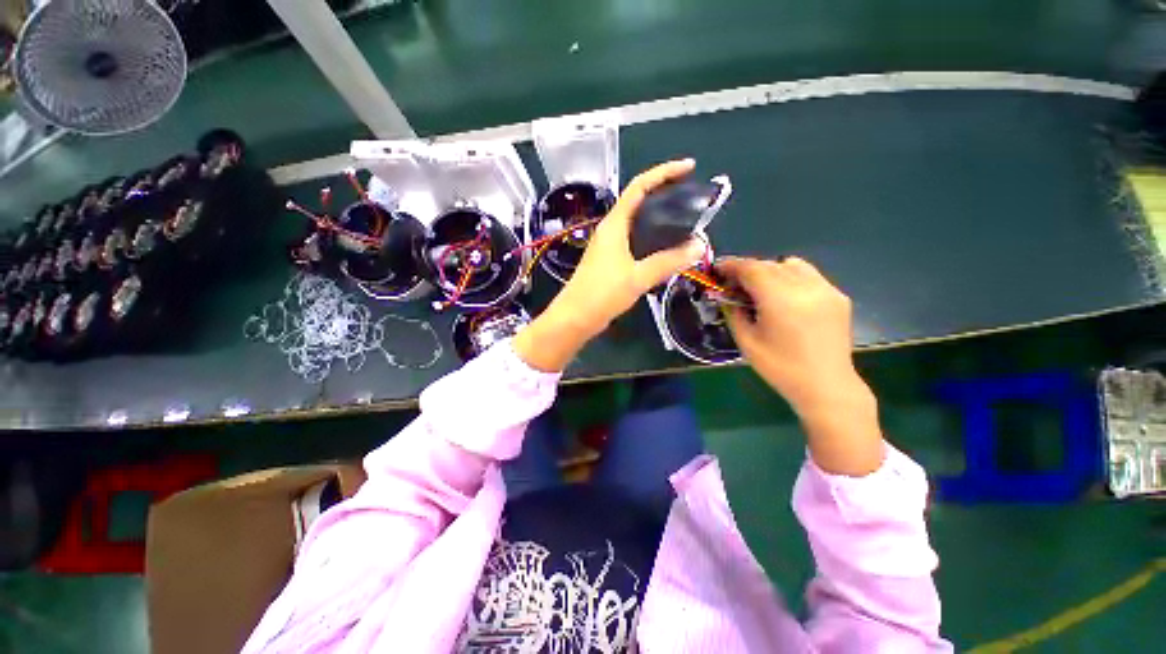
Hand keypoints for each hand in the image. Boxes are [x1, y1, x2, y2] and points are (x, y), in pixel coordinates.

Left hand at [514, 160, 705, 371]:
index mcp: (614, 224)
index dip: (664, 172)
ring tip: (685, 221)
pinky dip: (653, 238)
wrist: (575, 317)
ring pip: (638, 222)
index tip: (688, 167)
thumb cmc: (602, 293)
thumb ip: (668, 261)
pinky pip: (636, 241)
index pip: (639, 186)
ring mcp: (610, 245)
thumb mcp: (638, 277)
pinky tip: (667, 247)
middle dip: (665, 193)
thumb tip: (699, 246)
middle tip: (691, 198)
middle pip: (639, 201)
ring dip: (659, 217)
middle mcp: (611, 229)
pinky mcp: (611, 260)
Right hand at [718, 256, 883, 475]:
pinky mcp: (838, 296)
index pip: (752, 268)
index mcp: (780, 299)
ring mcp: (826, 289)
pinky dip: (790, 278)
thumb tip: (724, 295)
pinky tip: (785, 299)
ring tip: (761, 290)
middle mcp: (806, 287)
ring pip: (791, 265)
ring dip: (771, 271)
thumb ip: (733, 312)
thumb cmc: (780, 368)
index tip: (718, 269)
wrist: (826, 386)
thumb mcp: (746, 341)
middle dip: (748, 270)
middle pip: (770, 264)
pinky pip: (808, 276)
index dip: (731, 265)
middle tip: (734, 284)